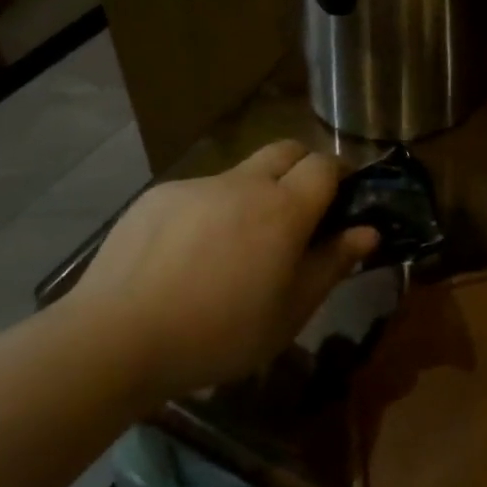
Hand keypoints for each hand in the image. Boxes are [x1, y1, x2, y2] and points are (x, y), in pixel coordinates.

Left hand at [65, 141, 376, 402]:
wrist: (118, 337)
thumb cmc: (219, 333)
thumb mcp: (290, 312)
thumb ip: (332, 264)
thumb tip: (367, 231)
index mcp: (283, 209)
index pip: (325, 164)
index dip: (340, 175)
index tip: (342, 200)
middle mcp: (243, 183)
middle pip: (286, 150)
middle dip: (302, 168)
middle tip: (299, 213)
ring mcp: (197, 185)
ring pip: (240, 174)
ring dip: (253, 195)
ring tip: (235, 248)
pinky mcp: (159, 196)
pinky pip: (199, 193)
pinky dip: (210, 212)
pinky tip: (188, 257)